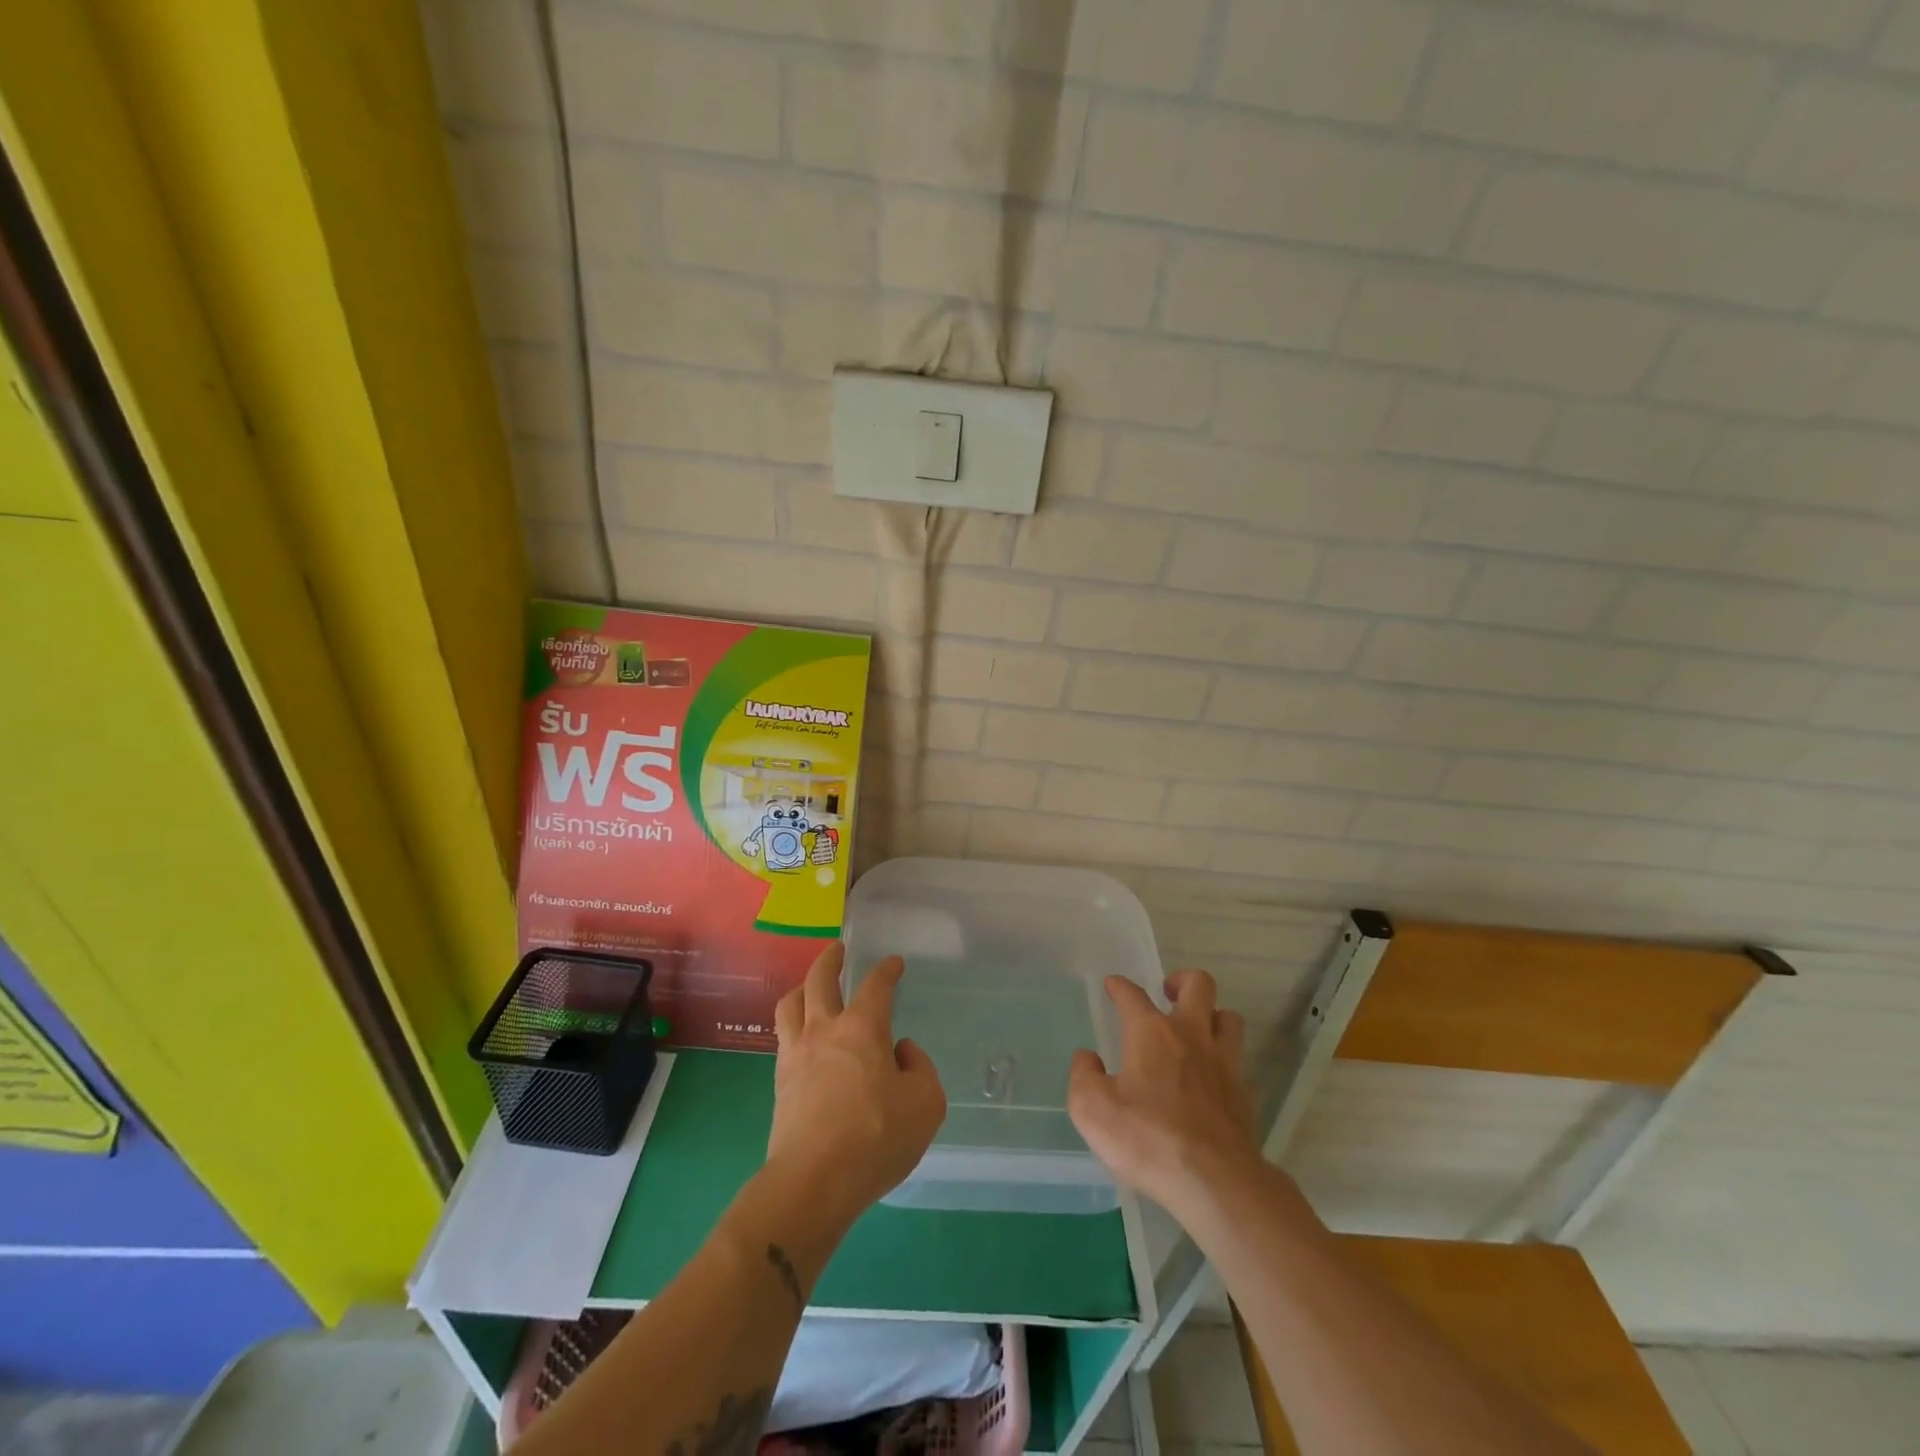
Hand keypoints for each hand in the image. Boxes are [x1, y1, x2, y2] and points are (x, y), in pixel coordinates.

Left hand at [767, 943, 946, 1230]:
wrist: (813, 1182)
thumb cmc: (876, 1138)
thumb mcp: (926, 1104)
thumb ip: (920, 1069)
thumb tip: (900, 1051)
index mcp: (863, 1028)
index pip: (876, 985)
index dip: (887, 970)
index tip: (894, 963)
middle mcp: (825, 1030)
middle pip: (820, 980)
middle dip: (830, 959)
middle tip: (837, 949)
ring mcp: (796, 1054)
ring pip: (791, 1004)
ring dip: (802, 987)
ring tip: (810, 986)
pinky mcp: (780, 1082)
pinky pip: (783, 1036)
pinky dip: (793, 1023)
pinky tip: (802, 1034)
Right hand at [1068, 969, 1256, 1214]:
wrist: (1215, 1182)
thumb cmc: (1147, 1138)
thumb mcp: (1092, 1110)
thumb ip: (1084, 1076)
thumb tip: (1088, 1058)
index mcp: (1151, 1032)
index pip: (1132, 994)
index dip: (1119, 986)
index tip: (1113, 985)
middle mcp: (1191, 1035)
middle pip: (1199, 985)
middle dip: (1182, 980)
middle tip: (1168, 993)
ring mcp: (1224, 1063)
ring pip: (1228, 1018)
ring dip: (1212, 1015)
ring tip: (1196, 1030)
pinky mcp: (1244, 1094)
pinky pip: (1237, 1061)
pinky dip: (1223, 1060)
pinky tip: (1211, 1079)